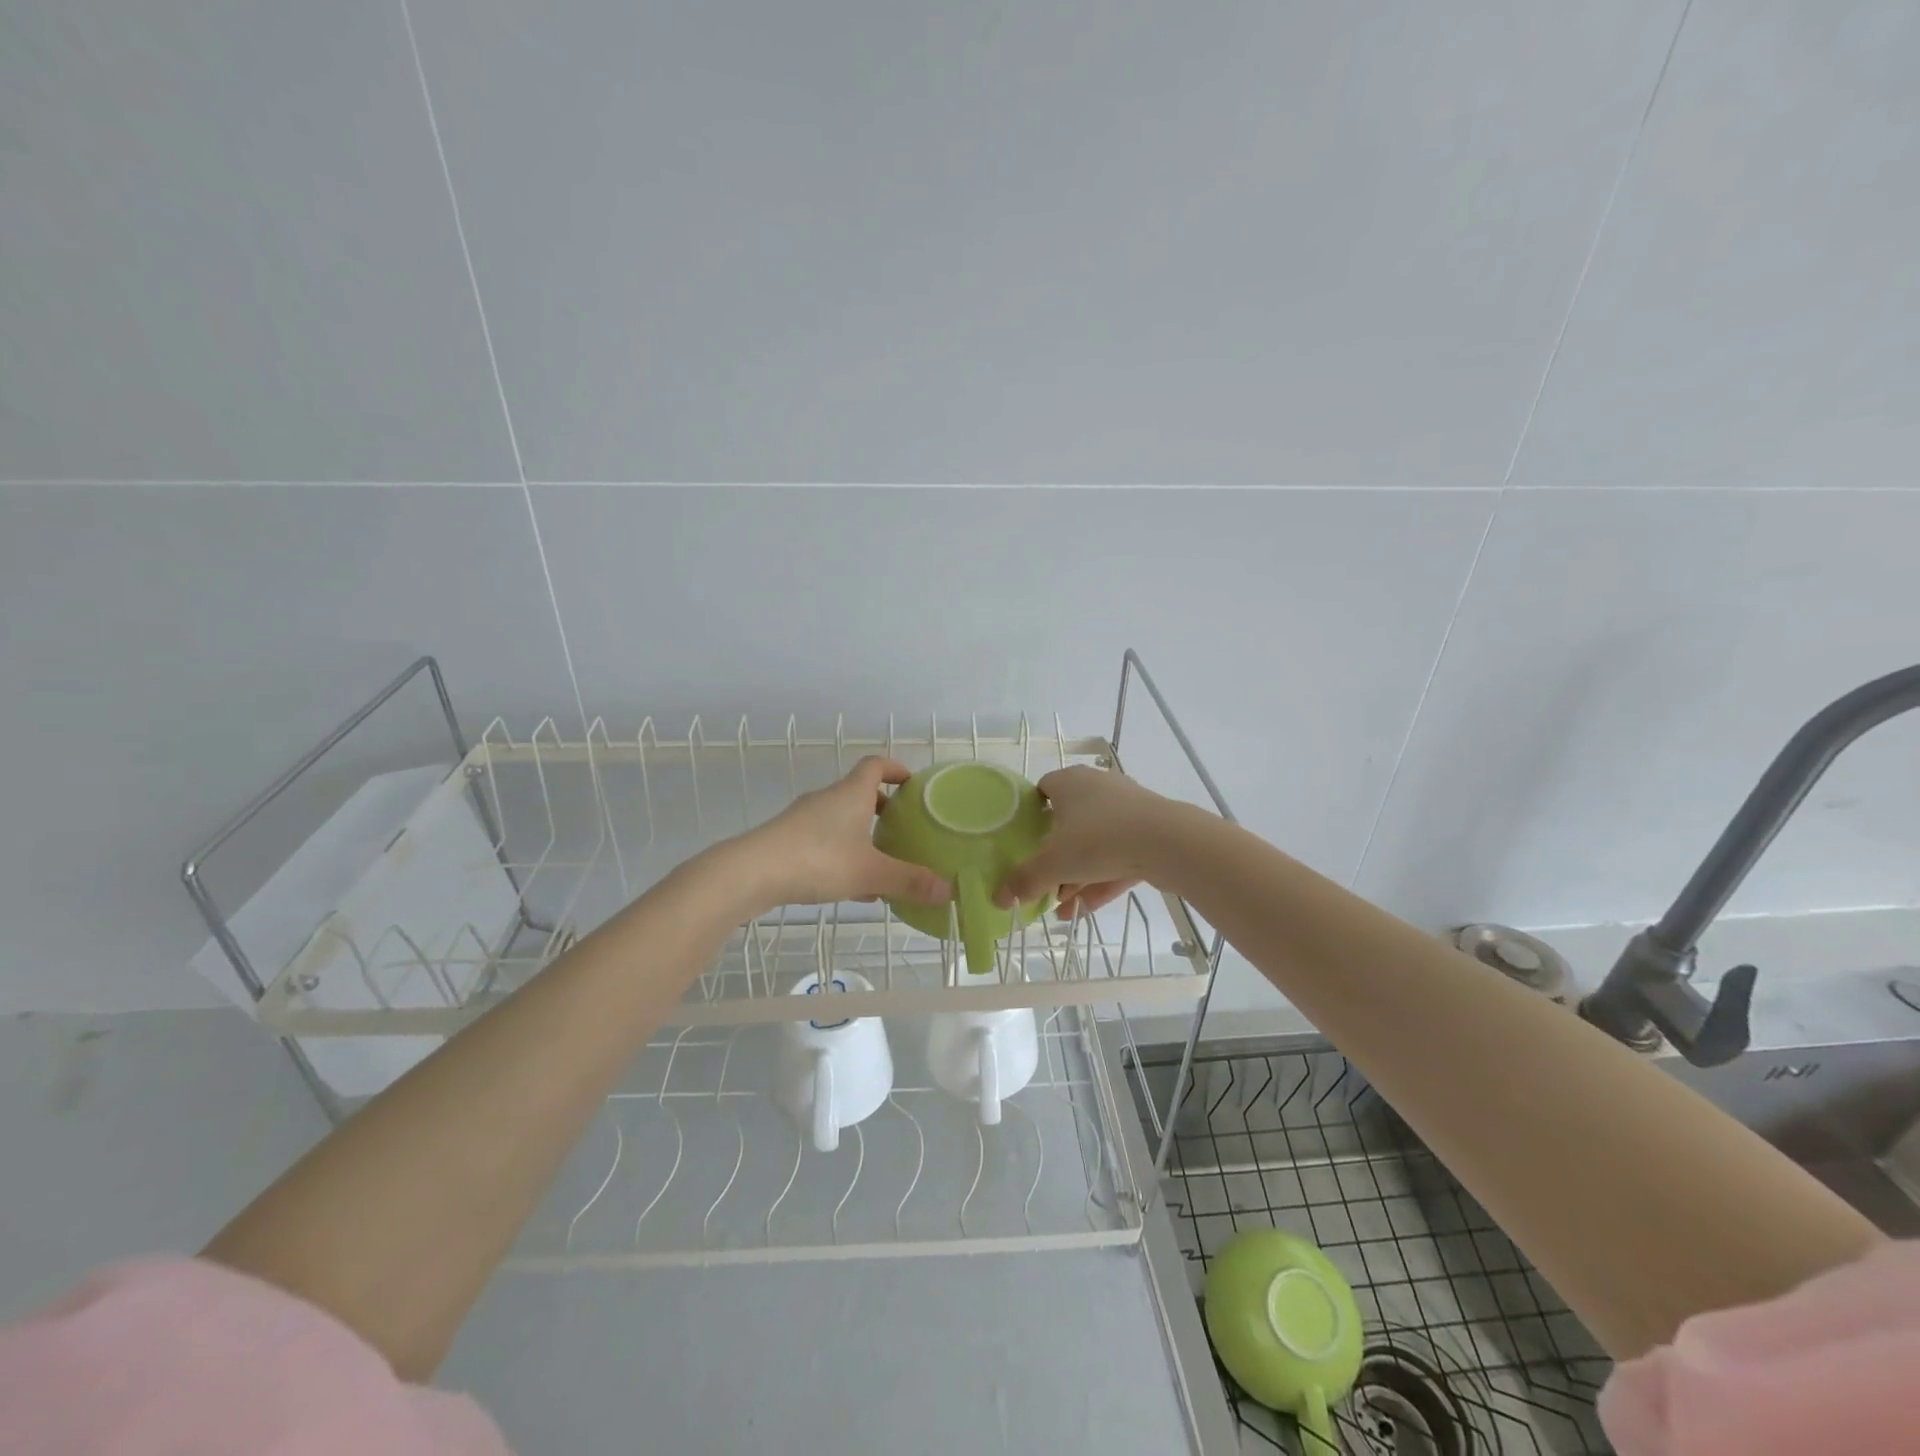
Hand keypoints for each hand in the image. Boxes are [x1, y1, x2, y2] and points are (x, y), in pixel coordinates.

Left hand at [728, 757, 951, 913]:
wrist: (750, 873)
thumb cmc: (818, 860)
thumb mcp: (870, 873)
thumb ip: (909, 881)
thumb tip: (950, 890)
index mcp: (851, 793)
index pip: (876, 765)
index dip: (896, 769)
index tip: (913, 784)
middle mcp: (827, 798)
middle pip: (859, 793)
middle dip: (882, 809)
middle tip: (902, 830)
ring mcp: (803, 819)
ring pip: (841, 820)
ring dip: (861, 835)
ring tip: (881, 863)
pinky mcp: (786, 839)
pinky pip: (823, 840)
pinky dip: (841, 854)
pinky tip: (851, 887)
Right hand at [993, 765, 1176, 918]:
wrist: (1167, 842)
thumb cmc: (1098, 839)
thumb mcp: (1053, 863)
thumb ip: (1024, 880)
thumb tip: (998, 898)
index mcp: (1070, 782)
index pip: (1043, 789)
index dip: (1031, 814)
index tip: (1024, 842)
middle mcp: (1097, 788)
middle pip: (1068, 822)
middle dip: (1055, 857)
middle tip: (1043, 883)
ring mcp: (1127, 809)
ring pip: (1094, 844)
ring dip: (1077, 875)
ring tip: (1062, 908)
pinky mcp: (1149, 832)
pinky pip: (1118, 857)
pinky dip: (1102, 880)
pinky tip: (1086, 910)